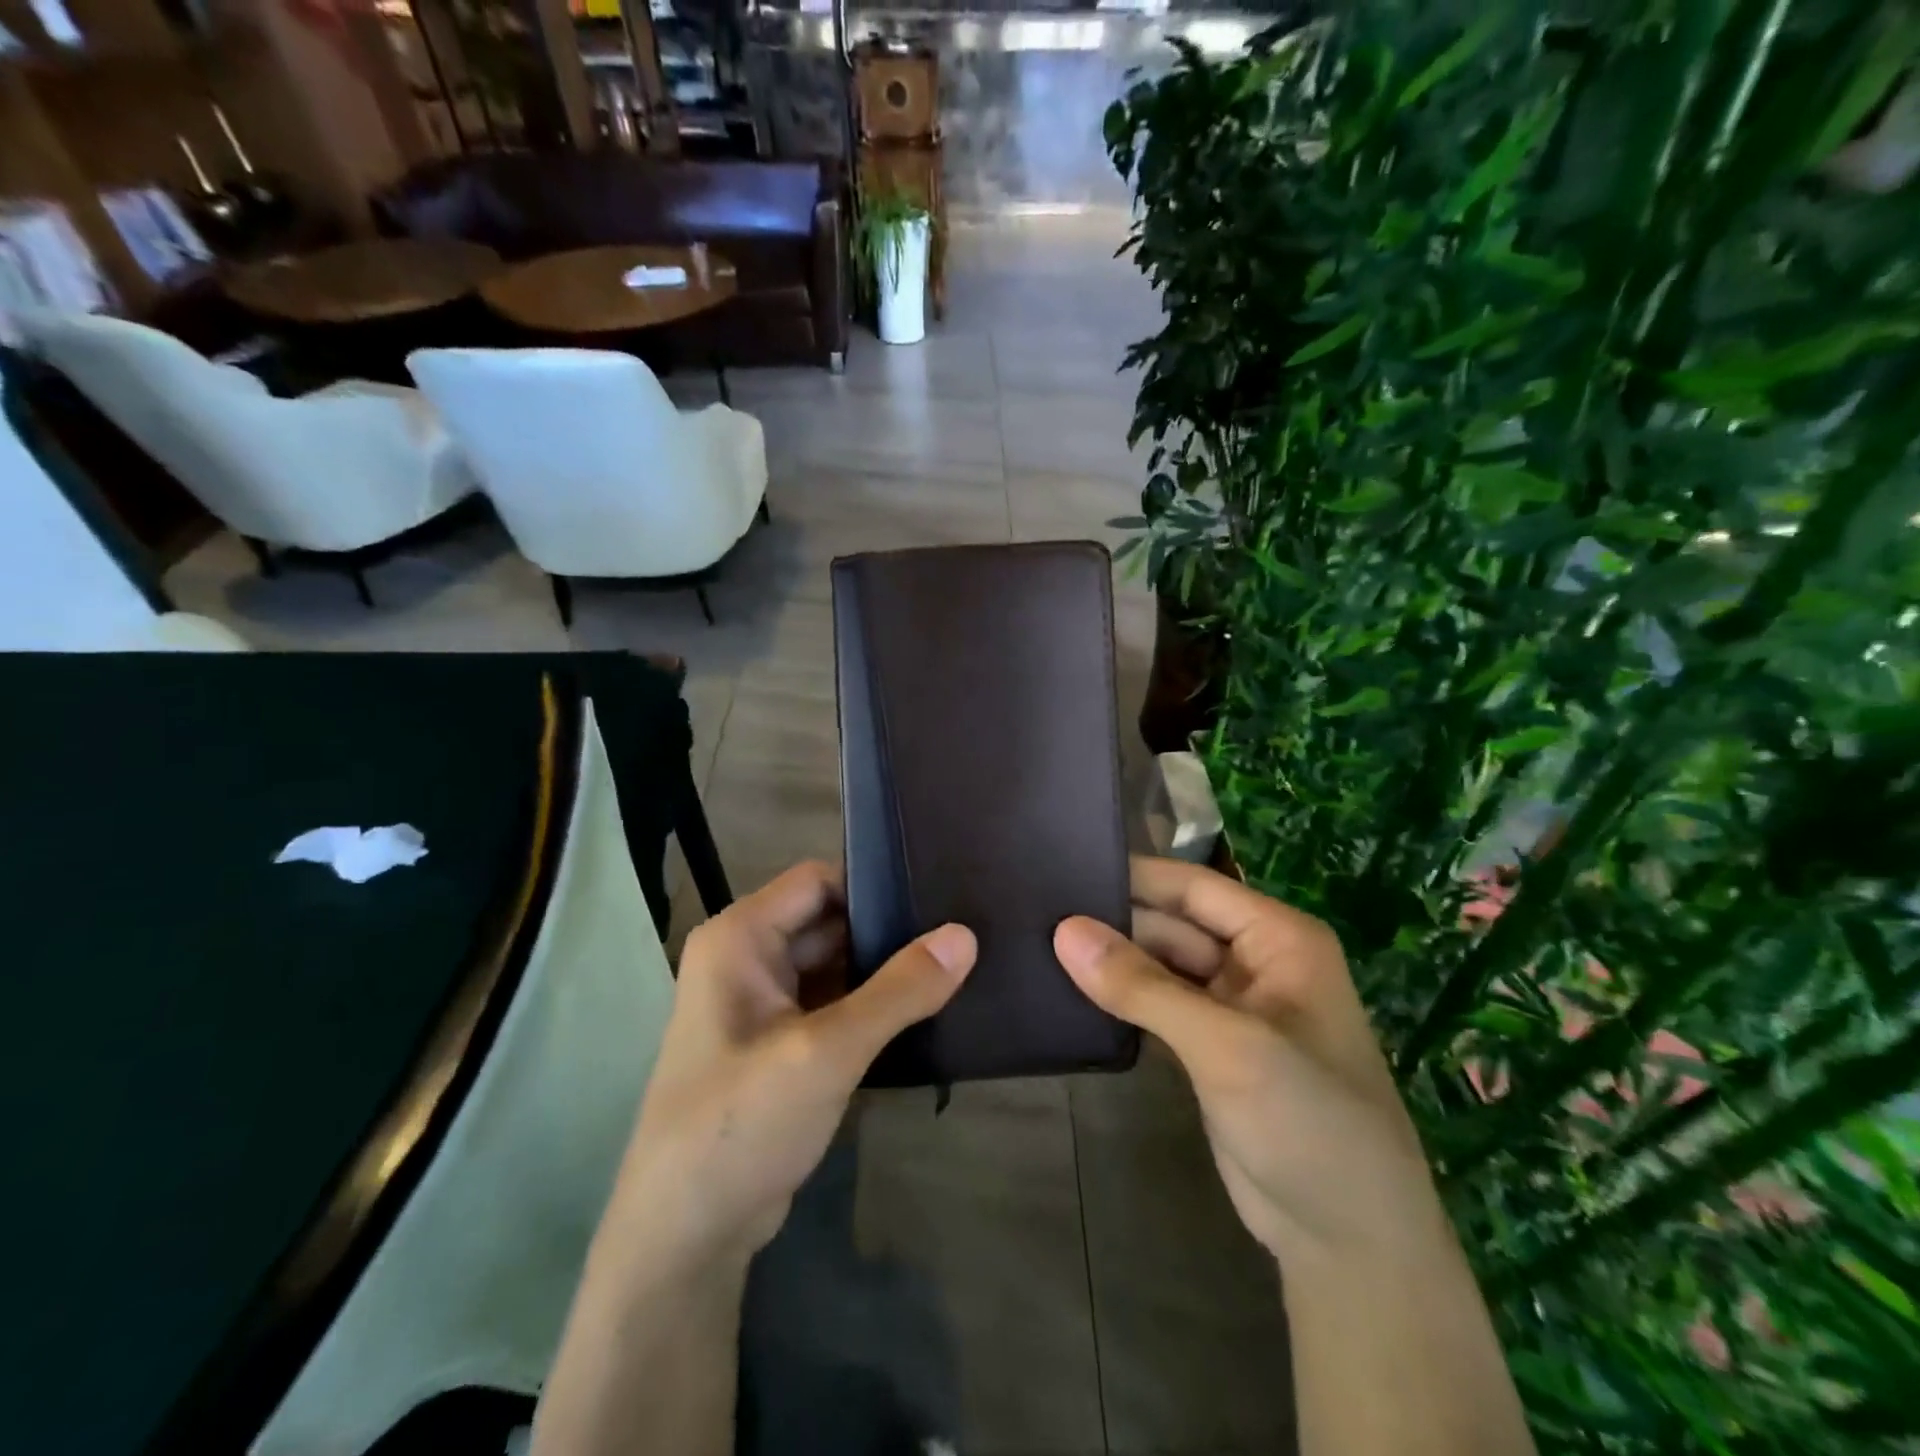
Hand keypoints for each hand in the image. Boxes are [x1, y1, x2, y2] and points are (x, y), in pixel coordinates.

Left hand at [607, 861, 976, 1264]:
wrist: (685, 1237)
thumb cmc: (740, 1124)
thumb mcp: (825, 1052)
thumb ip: (898, 991)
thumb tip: (965, 935)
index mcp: (740, 938)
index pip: (818, 882)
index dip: (872, 884)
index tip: (935, 897)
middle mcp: (747, 959)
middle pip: (829, 921)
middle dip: (886, 931)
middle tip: (958, 935)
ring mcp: (763, 1004)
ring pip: (835, 964)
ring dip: (883, 971)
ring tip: (953, 967)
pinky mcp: (780, 1044)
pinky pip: (833, 1003)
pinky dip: (871, 1006)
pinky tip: (923, 1011)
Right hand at [1054, 857, 1448, 1265]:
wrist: (1350, 1246)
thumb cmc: (1308, 1124)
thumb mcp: (1226, 1046)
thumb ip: (1143, 987)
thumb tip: (1064, 931)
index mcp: (1278, 939)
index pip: (1193, 887)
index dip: (1133, 875)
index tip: (1062, 866)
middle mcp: (1255, 962)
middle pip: (1172, 923)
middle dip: (1114, 919)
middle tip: (1035, 909)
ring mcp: (1230, 1007)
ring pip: (1160, 964)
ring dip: (1112, 959)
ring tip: (1038, 941)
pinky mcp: (1208, 1048)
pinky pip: (1156, 1004)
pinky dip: (1120, 997)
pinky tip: (1069, 988)